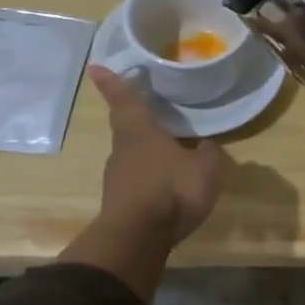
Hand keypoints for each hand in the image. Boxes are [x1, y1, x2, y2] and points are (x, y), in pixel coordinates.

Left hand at [88, 66, 230, 246]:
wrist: (138, 238)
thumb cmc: (172, 189)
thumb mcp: (206, 168)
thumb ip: (210, 152)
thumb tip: (208, 144)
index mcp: (140, 132)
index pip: (126, 100)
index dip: (112, 82)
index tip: (95, 66)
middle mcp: (123, 150)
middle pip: (129, 129)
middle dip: (141, 122)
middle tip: (157, 116)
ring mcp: (117, 178)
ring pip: (134, 157)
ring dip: (150, 155)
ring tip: (173, 157)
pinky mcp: (120, 202)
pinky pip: (139, 182)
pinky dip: (152, 180)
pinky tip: (170, 188)